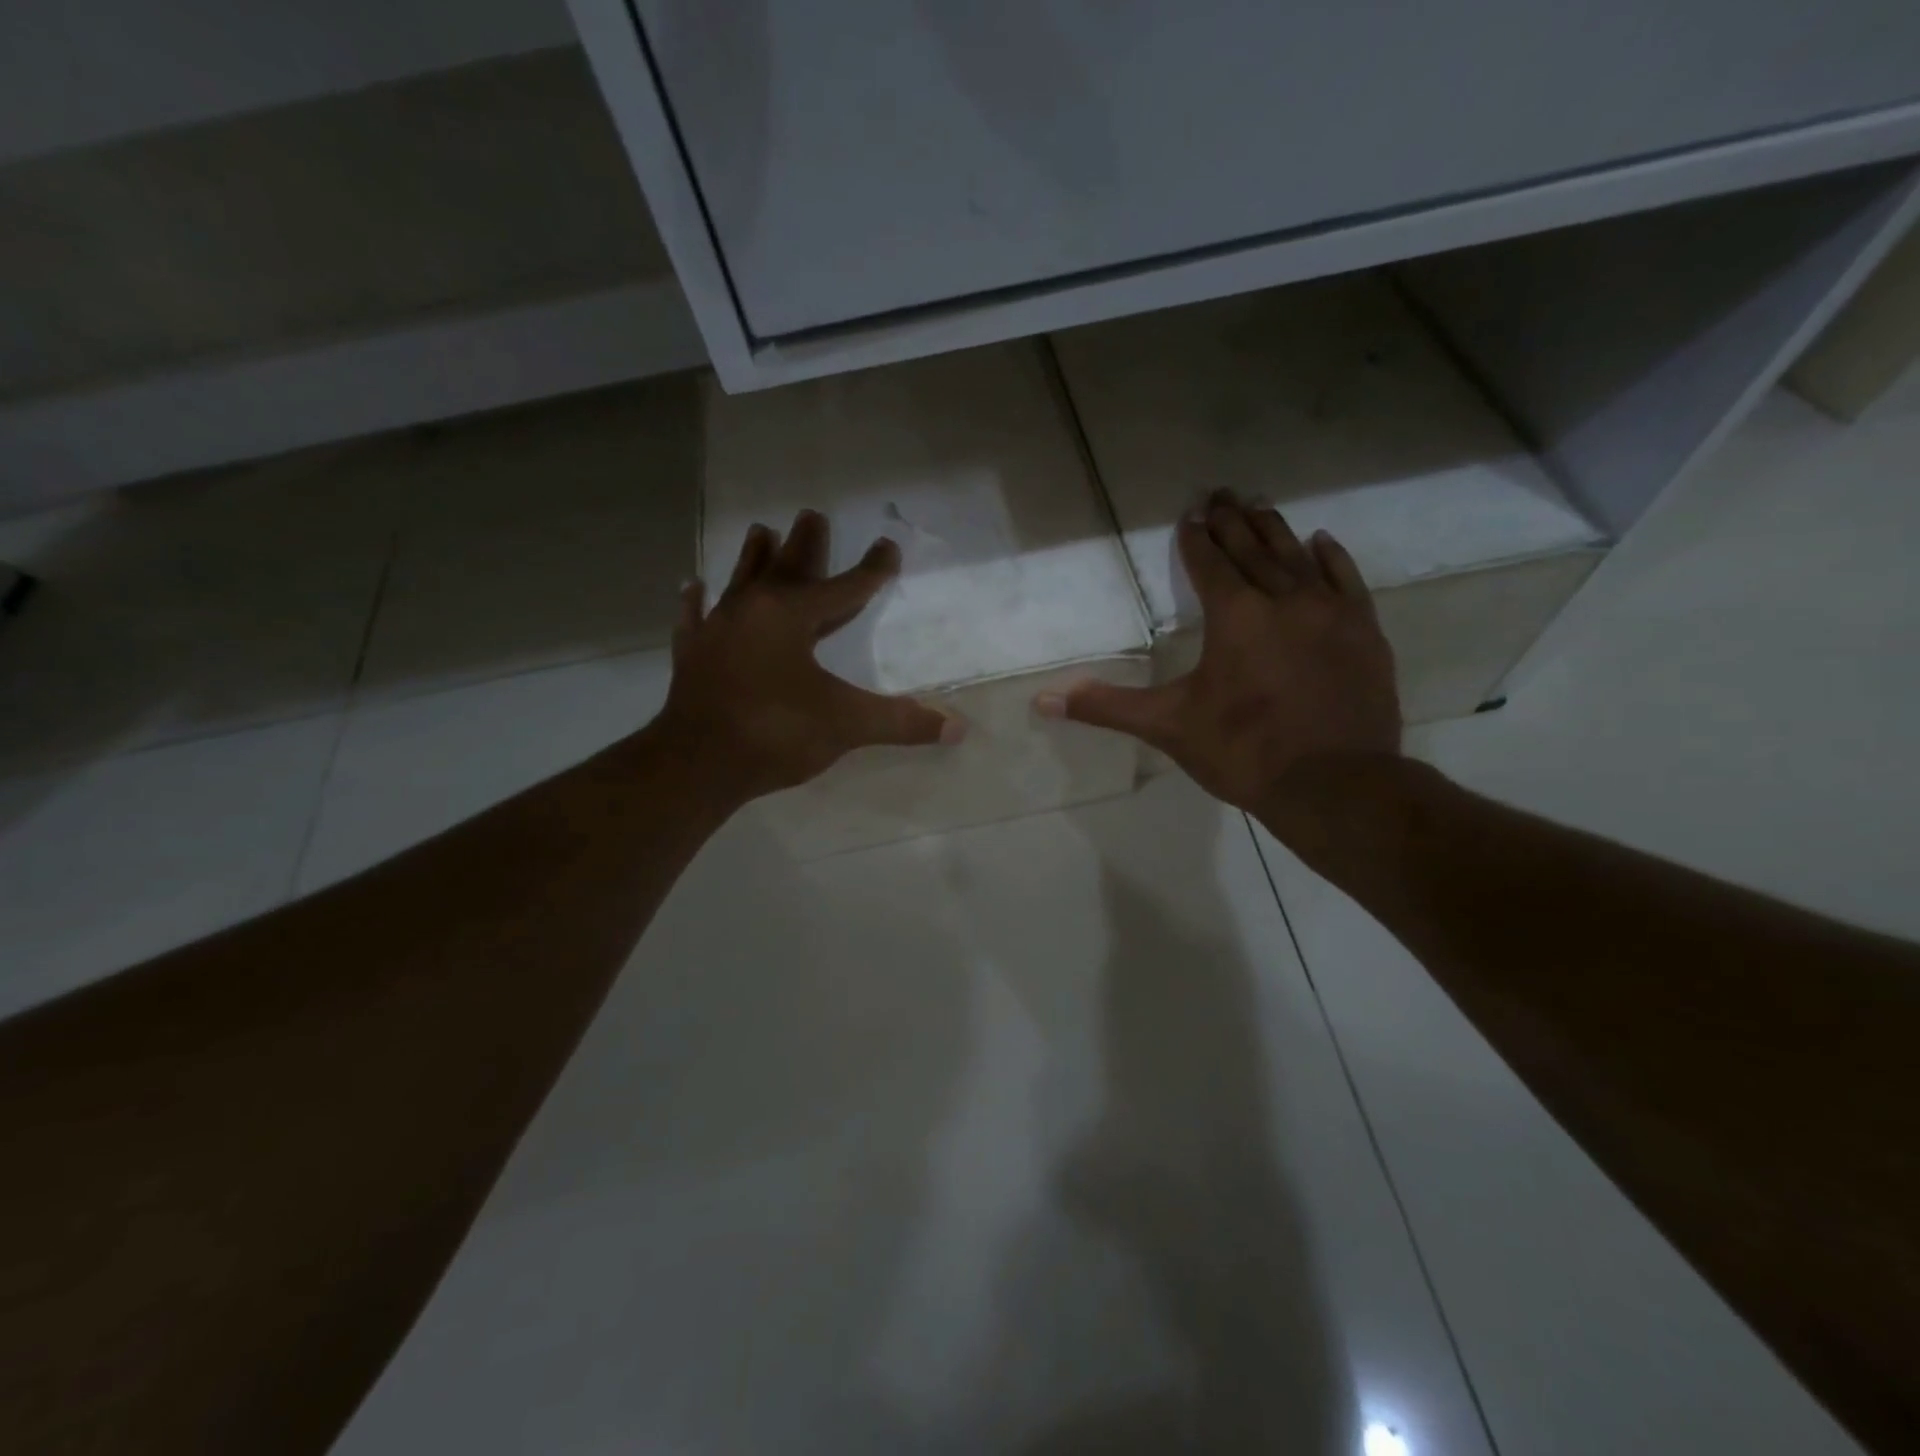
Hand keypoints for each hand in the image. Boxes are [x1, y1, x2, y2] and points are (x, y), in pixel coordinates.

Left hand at [653, 510, 961, 802]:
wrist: (697, 764)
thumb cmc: (776, 733)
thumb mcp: (846, 725)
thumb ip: (900, 722)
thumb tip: (958, 728)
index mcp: (792, 616)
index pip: (844, 587)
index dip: (871, 569)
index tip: (887, 546)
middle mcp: (753, 610)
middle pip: (787, 568)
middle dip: (806, 544)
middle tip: (813, 514)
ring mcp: (717, 630)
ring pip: (741, 582)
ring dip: (754, 557)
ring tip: (761, 530)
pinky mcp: (692, 655)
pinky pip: (694, 618)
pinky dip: (694, 602)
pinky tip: (692, 585)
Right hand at [1037, 490, 1399, 821]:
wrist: (1336, 785)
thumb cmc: (1243, 751)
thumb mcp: (1168, 726)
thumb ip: (1107, 706)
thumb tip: (1042, 701)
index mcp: (1234, 615)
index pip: (1209, 563)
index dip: (1196, 537)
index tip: (1190, 512)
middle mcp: (1283, 599)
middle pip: (1252, 548)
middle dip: (1232, 521)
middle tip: (1220, 492)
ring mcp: (1330, 612)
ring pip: (1297, 556)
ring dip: (1275, 529)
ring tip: (1260, 503)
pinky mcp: (1363, 631)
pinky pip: (1346, 579)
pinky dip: (1331, 557)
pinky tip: (1322, 540)